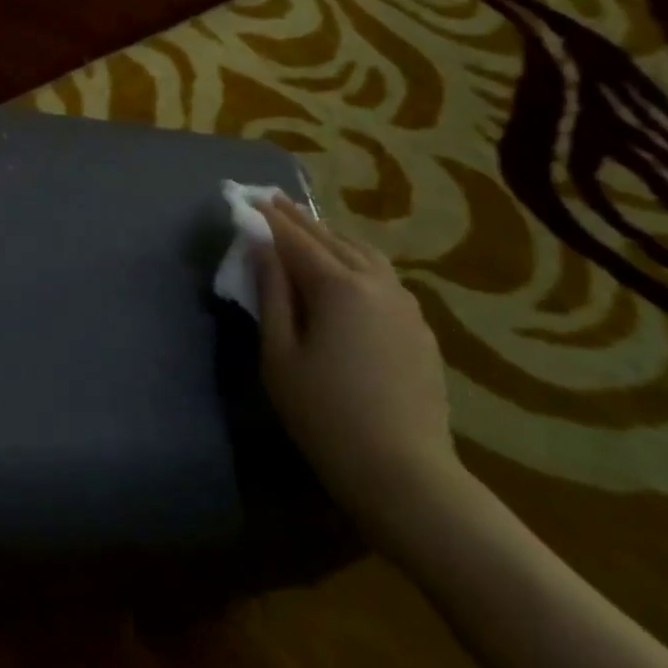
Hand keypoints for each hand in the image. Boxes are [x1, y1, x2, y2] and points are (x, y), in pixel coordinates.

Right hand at [251, 197, 465, 543]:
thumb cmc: (324, 414)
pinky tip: (347, 272)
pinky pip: (383, 277)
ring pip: (365, 254)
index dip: (269, 218)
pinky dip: (356, 261)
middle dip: (299, 219)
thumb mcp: (279, 355)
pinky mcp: (419, 327)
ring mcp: (405, 304)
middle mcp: (376, 283)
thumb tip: (262, 249)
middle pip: (331, 239)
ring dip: (332, 237)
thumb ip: (271, 295)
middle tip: (273, 201)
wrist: (403, 469)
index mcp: (338, 287)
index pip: (295, 239)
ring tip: (308, 230)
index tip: (247, 198)